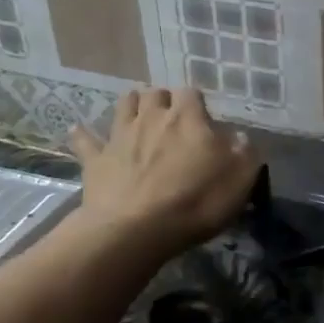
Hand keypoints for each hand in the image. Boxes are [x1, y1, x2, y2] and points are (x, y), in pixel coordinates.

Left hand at [67, 89, 261, 254]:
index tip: (204, 119)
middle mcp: (153, 118)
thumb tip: (240, 138)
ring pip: (124, 105)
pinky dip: (83, 134)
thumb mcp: (240, 179)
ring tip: (138, 113)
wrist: (136, 229)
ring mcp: (120, 136)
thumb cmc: (196, 201)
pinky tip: (78, 130)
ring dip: (132, 105)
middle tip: (171, 117)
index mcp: (188, 118)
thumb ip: (245, 153)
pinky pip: (85, 140)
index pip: (192, 93)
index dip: (197, 103)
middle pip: (156, 93)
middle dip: (164, 100)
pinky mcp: (96, 160)